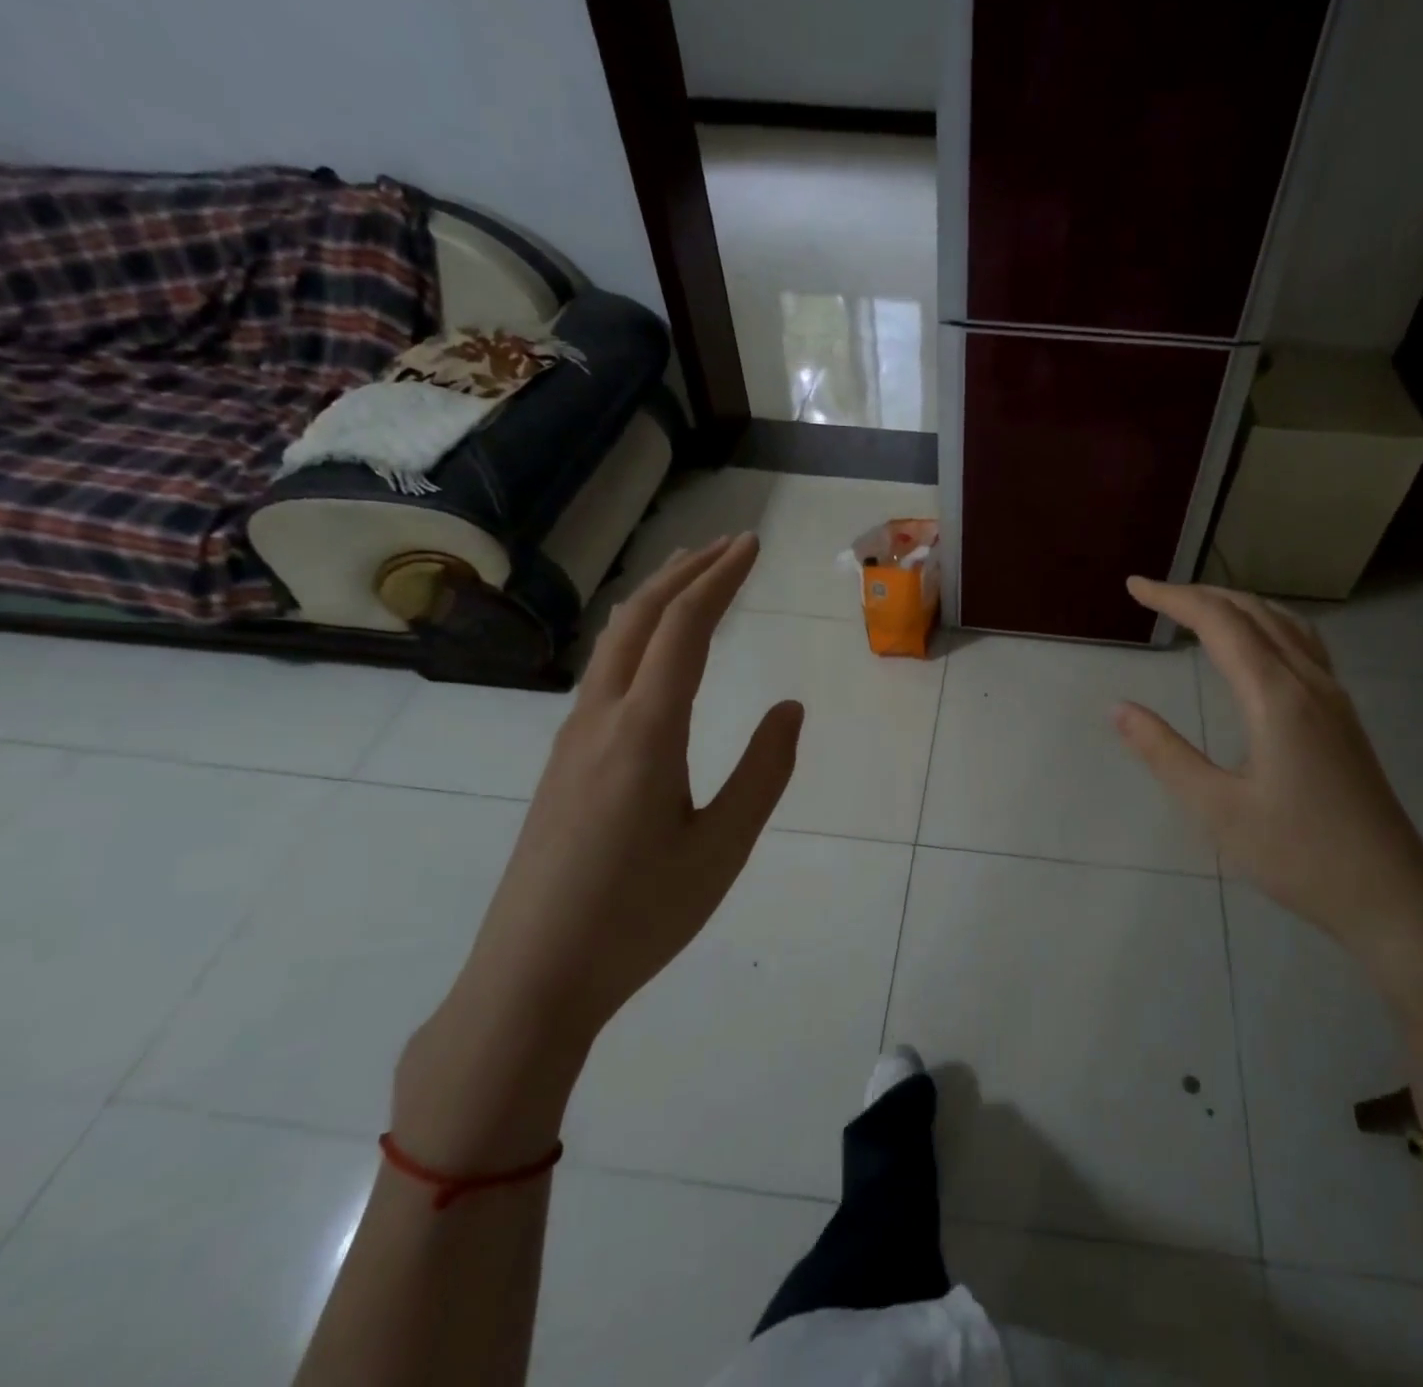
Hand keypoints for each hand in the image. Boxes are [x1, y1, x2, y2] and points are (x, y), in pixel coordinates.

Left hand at [460, 534, 803, 1040]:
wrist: (531, 979)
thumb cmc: (639, 916)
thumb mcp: (723, 848)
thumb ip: (763, 772)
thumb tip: (789, 708)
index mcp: (645, 733)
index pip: (685, 628)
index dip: (720, 578)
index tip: (752, 545)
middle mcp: (600, 719)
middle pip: (640, 618)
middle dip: (686, 571)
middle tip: (729, 545)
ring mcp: (572, 740)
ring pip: (614, 642)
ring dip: (656, 599)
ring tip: (690, 577)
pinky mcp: (563, 764)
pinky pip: (602, 674)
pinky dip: (636, 636)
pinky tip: (650, 651)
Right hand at [1114, 578, 1422, 977]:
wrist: (1391, 898)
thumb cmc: (1297, 856)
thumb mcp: (1216, 809)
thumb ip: (1164, 753)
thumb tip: (1118, 708)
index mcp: (1276, 697)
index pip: (1220, 624)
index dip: (1174, 598)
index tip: (1134, 586)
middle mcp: (1310, 683)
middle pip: (1254, 613)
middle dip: (1201, 595)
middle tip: (1155, 594)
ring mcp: (1335, 698)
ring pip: (1285, 624)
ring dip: (1238, 605)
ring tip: (1200, 607)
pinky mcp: (1344, 718)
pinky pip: (1304, 646)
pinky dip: (1269, 624)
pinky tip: (1259, 646)